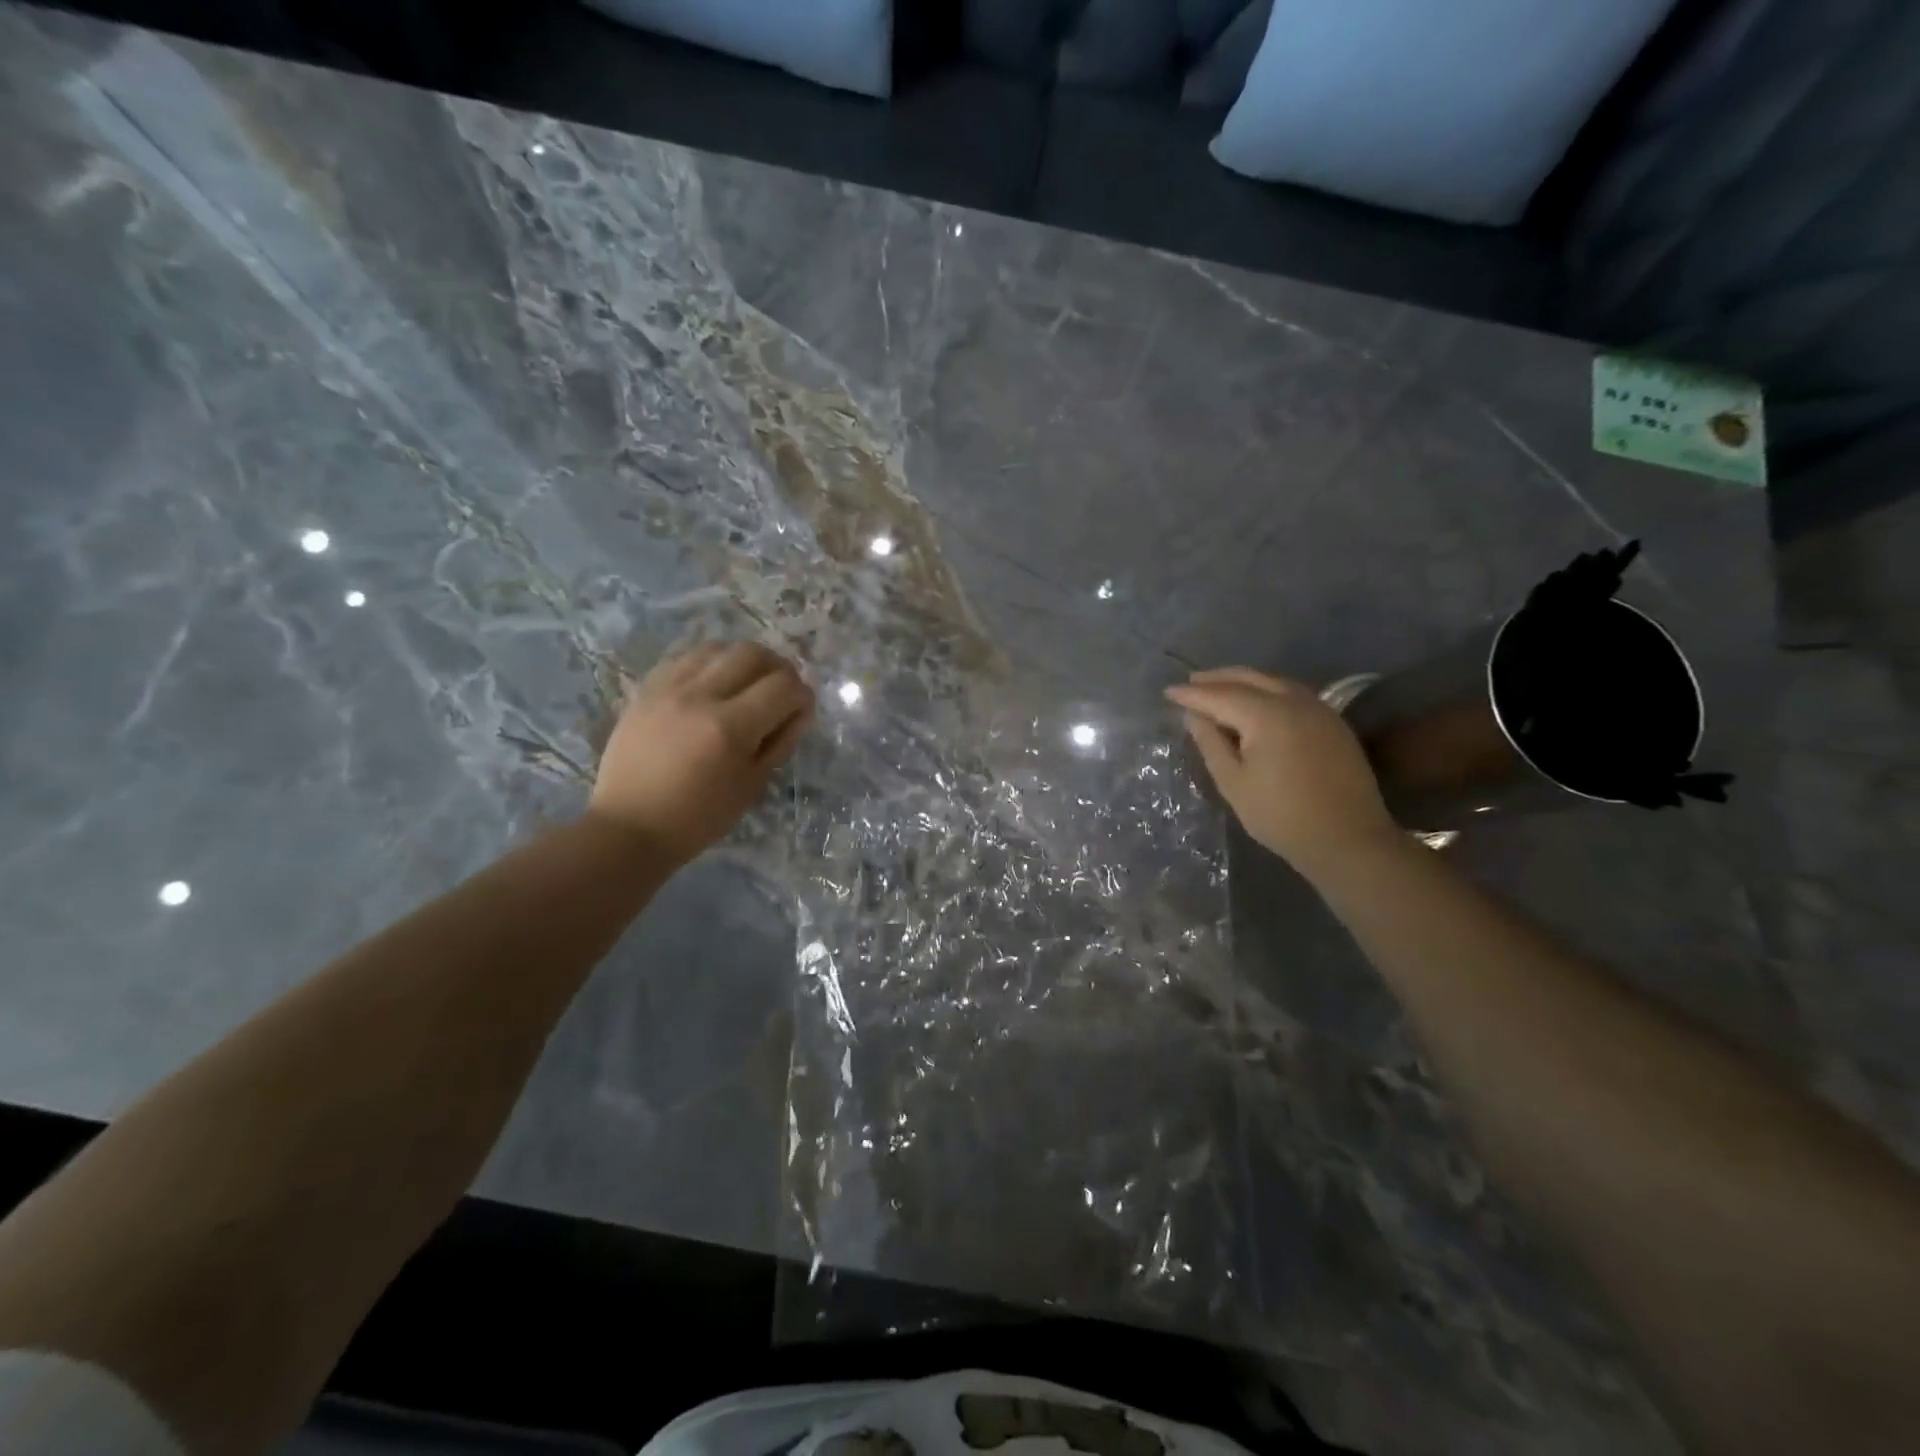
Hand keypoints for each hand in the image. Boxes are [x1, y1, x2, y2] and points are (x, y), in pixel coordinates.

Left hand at [590, 641, 814, 865]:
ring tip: (746, 684)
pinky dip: (709, 664)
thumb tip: (800, 710)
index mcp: (730, 727)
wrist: (630, 826)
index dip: (802, 695)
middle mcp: (700, 696)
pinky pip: (685, 657)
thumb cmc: (699, 817)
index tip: (801, 710)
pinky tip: (712, 684)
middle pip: (753, 654)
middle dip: (778, 668)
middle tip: (780, 691)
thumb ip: (781, 741)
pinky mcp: (646, 689)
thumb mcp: (752, 785)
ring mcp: (668, 688)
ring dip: (742, 661)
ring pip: (718, 648)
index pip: (783, 686)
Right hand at [1166, 667, 1398, 876]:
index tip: (1168, 692)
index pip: (1220, 695)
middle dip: (1217, 679)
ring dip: (1243, 681)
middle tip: (1191, 682)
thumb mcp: (1234, 783)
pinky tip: (1256, 703)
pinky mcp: (1332, 722)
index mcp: (1267, 715)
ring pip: (1273, 682)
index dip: (1192, 694)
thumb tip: (1194, 716)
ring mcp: (1318, 709)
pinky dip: (1267, 691)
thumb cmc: (1281, 816)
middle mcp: (1294, 701)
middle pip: (1249, 678)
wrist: (1348, 839)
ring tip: (1219, 689)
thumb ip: (1211, 743)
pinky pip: (1292, 693)